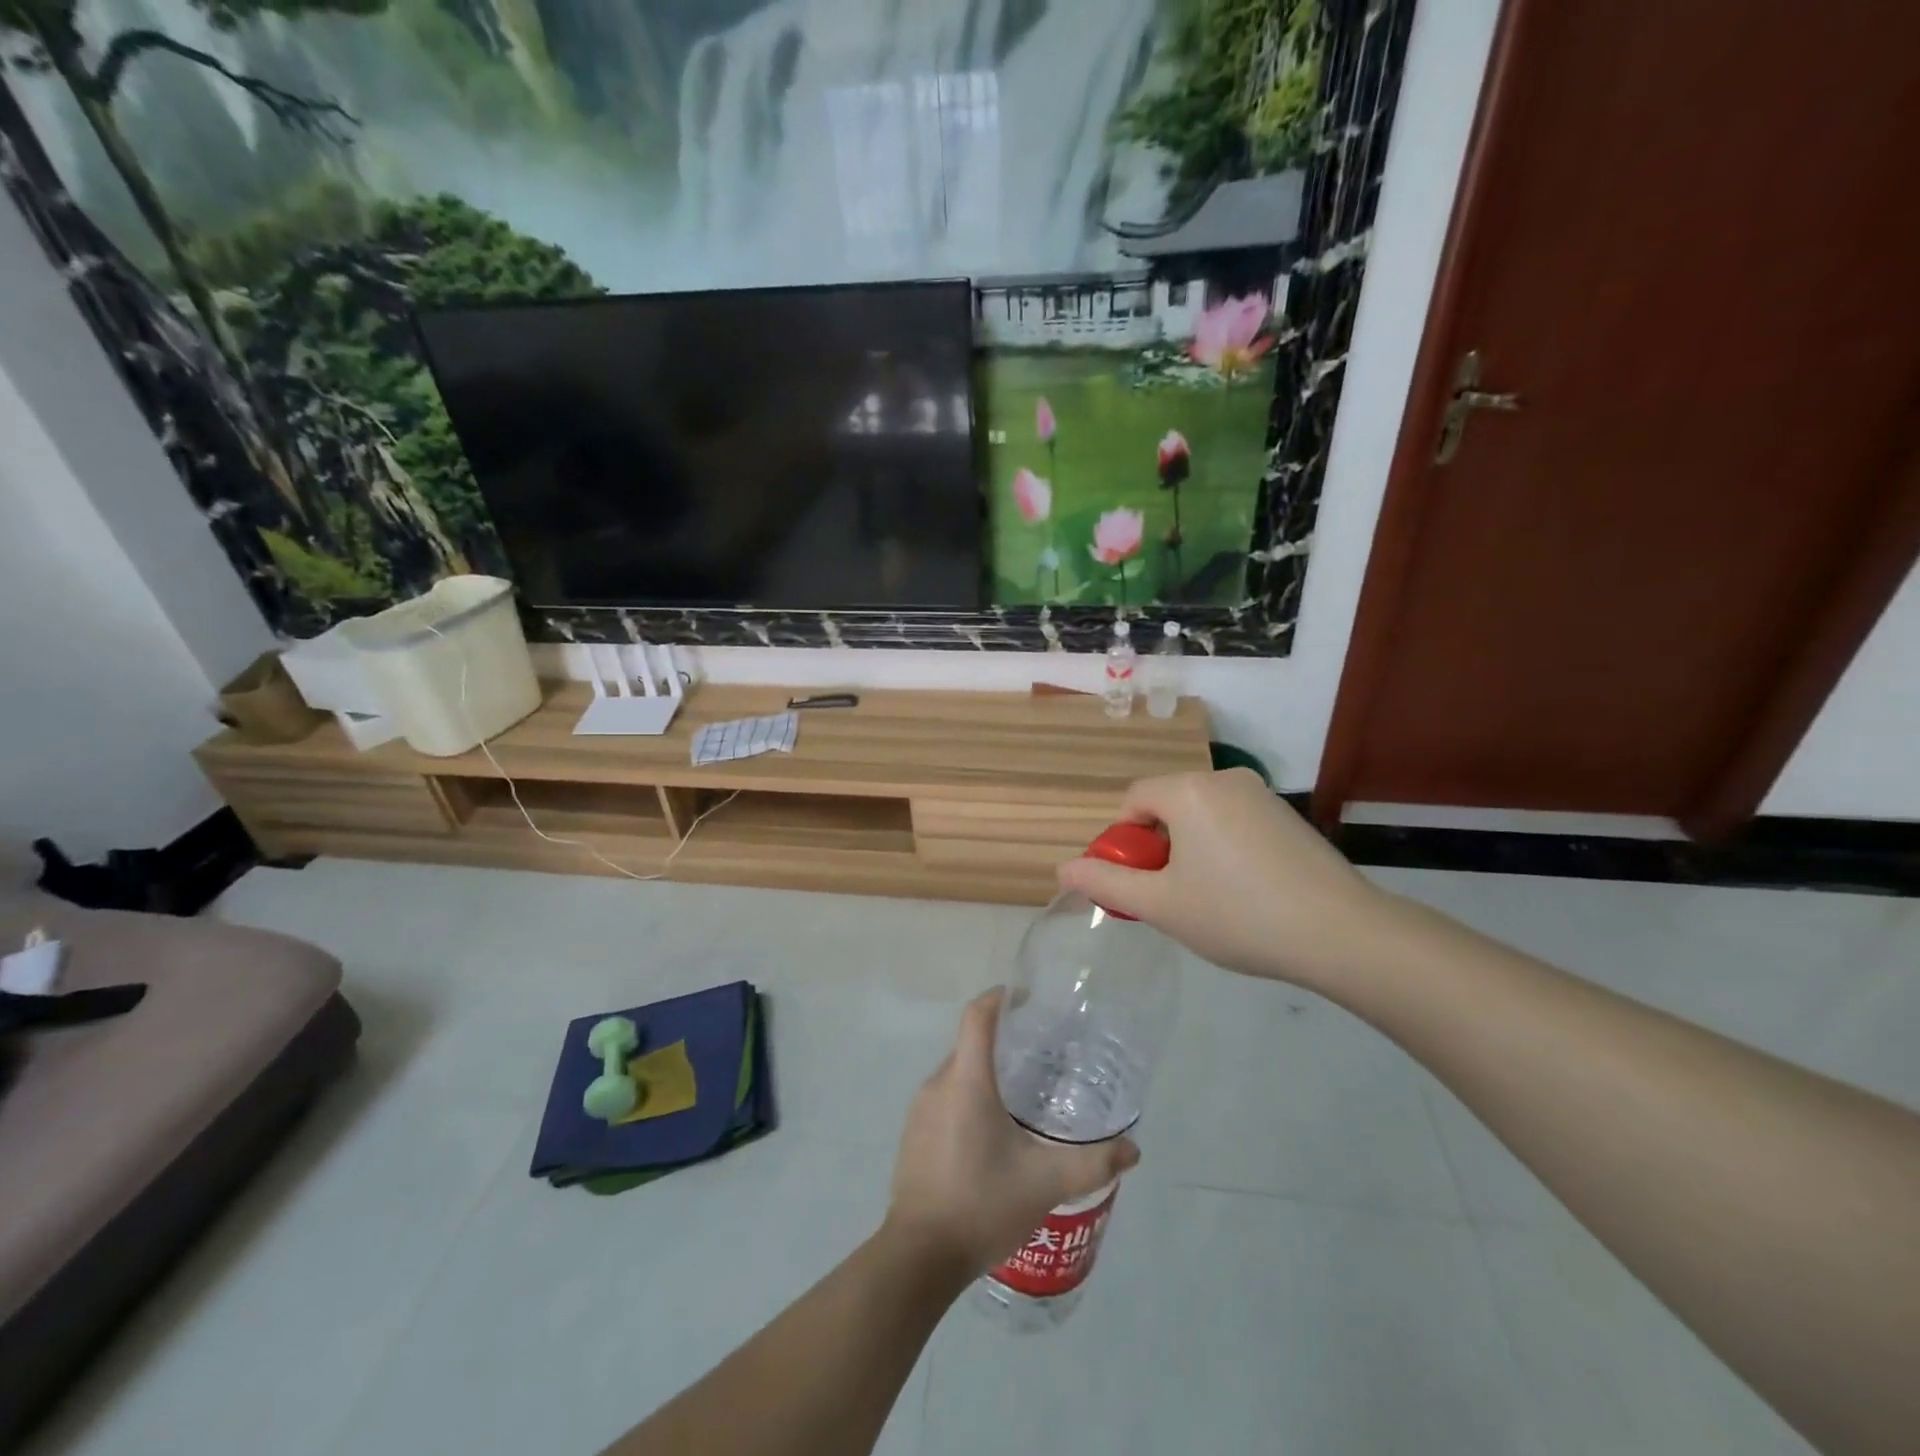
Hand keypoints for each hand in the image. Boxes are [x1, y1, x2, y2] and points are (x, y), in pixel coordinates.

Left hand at [886, 990, 1138, 1275]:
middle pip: (971, 1044)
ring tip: (1024, 1099)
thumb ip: (1093, 1163)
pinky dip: (970, 1100)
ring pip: (958, 1073)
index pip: (977, 1015)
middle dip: (1004, 1043)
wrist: (919, 1257)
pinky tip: (994, 1135)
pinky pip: (945, 1099)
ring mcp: (920, 1109)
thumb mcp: (1045, 1183)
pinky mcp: (913, 1134)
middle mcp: (938, 1083)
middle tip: (1042, 1060)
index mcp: (967, 1080)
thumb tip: (1133, 1149)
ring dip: (987, 1075)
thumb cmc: (981, 1204)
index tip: (1028, 1001)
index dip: (1001, 998)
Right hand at [1056, 768, 1387, 989]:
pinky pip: (1234, 823)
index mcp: (1188, 790)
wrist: (1341, 933)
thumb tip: (1063, 869)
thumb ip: (1106, 884)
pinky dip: (1223, 849)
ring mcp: (1262, 795)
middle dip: (1157, 847)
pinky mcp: (1288, 816)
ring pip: (1201, 815)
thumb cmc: (1237, 914)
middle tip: (1170, 896)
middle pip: (1167, 805)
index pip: (1132, 800)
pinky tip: (1244, 892)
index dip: (1122, 841)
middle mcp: (1224, 778)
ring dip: (1189, 850)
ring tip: (1208, 899)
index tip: (1137, 883)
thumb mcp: (1160, 905)